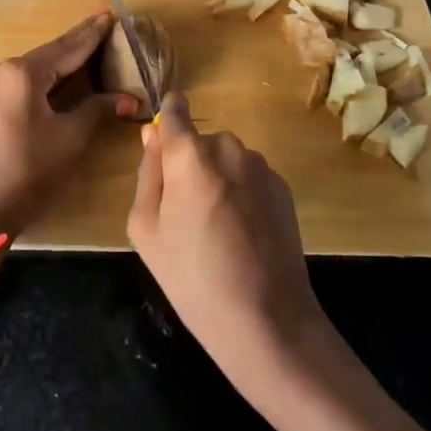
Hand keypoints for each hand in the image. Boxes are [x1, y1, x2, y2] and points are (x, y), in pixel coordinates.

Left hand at [0, 12, 137, 244]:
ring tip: (91, 41)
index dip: (93, 34)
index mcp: (23, 72)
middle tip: (105, 20)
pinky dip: (49, 73)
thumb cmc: (29, 170)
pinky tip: (65, 69)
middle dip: (79, 39)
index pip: (68, 48)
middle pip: (51, 52)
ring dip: (65, 57)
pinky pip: (26, 78)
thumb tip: (130, 99)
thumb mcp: (70, 138)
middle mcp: (4, 69)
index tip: (111, 14)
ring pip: (39, 65)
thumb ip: (98, 109)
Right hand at [127, 95, 325, 390]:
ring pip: (226, 160)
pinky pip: (250, 178)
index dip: (166, 120)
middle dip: (189, 165)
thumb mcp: (147, 229)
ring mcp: (261, 166)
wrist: (267, 320)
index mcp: (190, 154)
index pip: (174, 110)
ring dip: (218, 180)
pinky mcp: (284, 188)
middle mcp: (228, 147)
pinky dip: (242, 195)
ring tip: (217, 231)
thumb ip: (148, 173)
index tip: (162, 147)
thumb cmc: (193, 277)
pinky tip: (243, 236)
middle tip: (185, 215)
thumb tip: (152, 135)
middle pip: (199, 142)